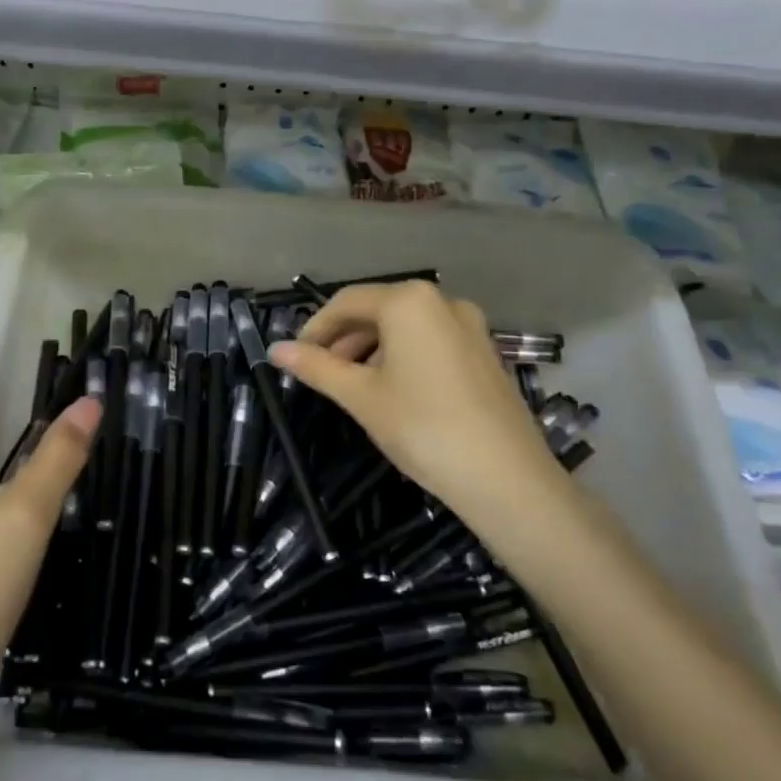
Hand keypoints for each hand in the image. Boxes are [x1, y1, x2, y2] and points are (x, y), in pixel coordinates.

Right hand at [267, 281, 564, 532]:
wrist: (506, 478)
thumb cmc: (422, 428)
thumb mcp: (360, 396)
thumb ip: (316, 367)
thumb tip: (274, 350)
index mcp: (409, 302)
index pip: (346, 302)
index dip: (315, 328)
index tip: (295, 358)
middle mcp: (442, 301)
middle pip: (378, 310)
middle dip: (344, 339)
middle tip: (320, 374)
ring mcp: (469, 326)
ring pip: (405, 327)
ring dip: (371, 349)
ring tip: (353, 386)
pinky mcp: (484, 352)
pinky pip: (431, 341)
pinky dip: (402, 356)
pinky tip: (393, 391)